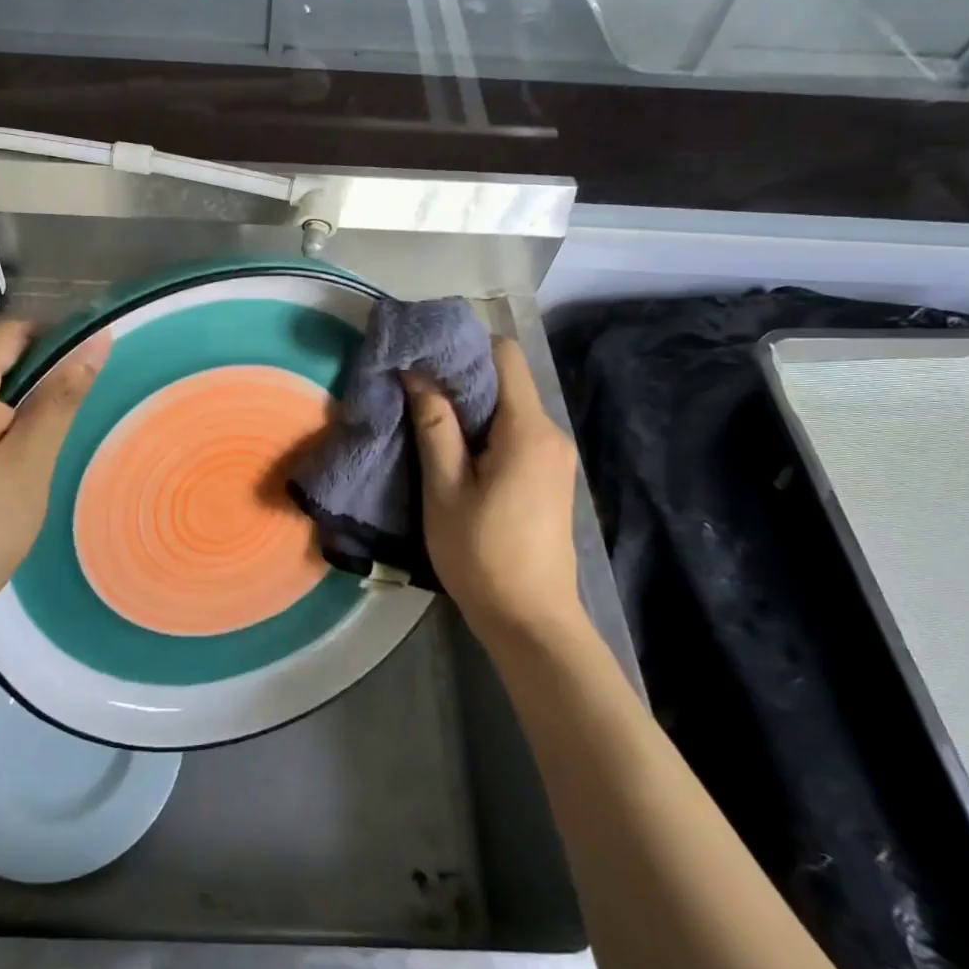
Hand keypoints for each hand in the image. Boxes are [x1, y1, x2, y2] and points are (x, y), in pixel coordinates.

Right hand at [403, 337, 583, 643]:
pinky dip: (485, 430)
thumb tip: (416, 373)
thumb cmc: (481, 553)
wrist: (531, 620)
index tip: (423, 358)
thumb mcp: (445, 489)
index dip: (464, 348)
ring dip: (471, 407)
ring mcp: (555, 456)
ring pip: (510, 407)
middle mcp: (551, 433)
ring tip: (426, 419)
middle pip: (507, 381)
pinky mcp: (551, 476)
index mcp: (527, 429)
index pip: (504, 356)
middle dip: (461, 378)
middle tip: (413, 389)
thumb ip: (434, 425)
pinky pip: (517, 433)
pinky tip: (456, 451)